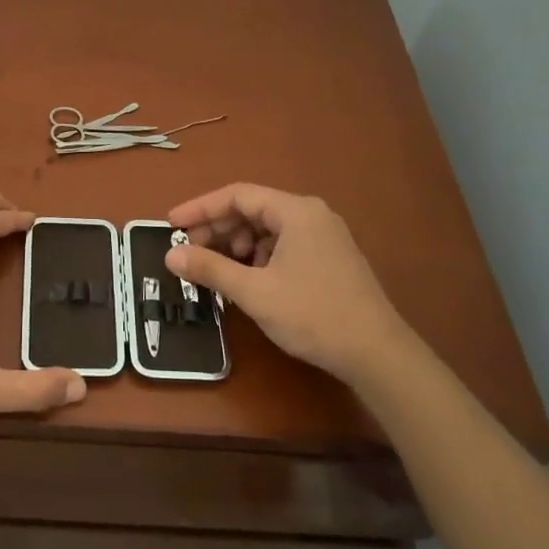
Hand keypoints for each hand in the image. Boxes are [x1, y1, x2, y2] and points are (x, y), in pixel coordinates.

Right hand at [164, 183, 416, 388]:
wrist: (377, 353)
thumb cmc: (313, 314)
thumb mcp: (254, 292)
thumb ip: (210, 268)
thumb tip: (171, 255)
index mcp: (296, 211)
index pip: (237, 195)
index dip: (200, 208)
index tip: (171, 224)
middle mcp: (312, 215)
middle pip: (253, 210)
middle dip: (218, 229)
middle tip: (189, 251)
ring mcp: (325, 237)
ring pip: (268, 229)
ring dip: (237, 245)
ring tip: (217, 269)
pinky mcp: (330, 259)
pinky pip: (284, 245)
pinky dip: (259, 257)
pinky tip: (249, 280)